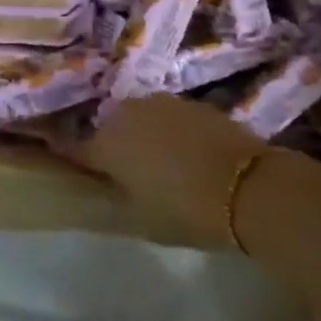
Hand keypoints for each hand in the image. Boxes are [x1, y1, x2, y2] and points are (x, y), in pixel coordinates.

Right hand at [54, 95, 268, 233]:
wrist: (250, 186)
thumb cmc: (187, 211)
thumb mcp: (141, 219)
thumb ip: (114, 197)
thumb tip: (102, 187)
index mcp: (105, 143)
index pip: (74, 148)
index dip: (72, 157)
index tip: (70, 164)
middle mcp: (125, 114)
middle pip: (108, 129)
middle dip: (111, 145)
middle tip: (123, 170)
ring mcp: (158, 102)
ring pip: (137, 119)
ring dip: (140, 134)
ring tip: (155, 160)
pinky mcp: (188, 101)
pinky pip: (166, 117)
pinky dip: (167, 131)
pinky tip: (183, 151)